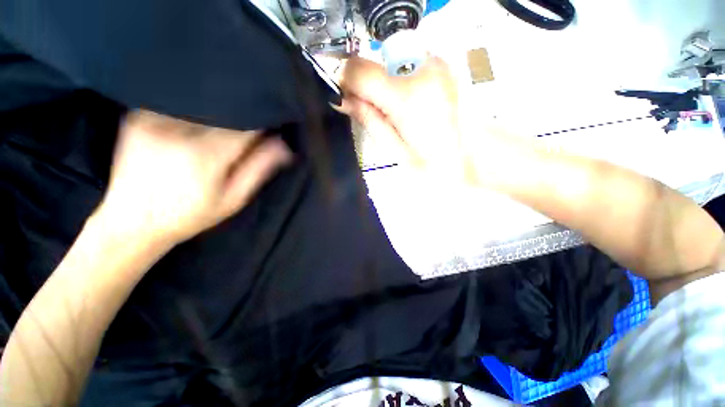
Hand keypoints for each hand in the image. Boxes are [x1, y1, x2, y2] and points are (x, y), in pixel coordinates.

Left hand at [96, 111, 291, 245]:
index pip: (247, 126)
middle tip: (246, 134)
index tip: (269, 130)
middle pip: (225, 111)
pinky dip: (194, 109)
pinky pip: (178, 103)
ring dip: (219, 112)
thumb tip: (284, 146)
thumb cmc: (189, 215)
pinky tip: (197, 124)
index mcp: (207, 155)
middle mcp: (179, 131)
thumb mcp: (233, 199)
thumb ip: (258, 169)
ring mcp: (154, 120)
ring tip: (221, 130)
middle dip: (242, 117)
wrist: (131, 221)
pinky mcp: (138, 117)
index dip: (262, 125)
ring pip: (202, 103)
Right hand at [339, 56, 467, 177]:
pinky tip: (406, 102)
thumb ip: (368, 120)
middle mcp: (421, 67)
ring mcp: (435, 61)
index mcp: (406, 94)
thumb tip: (343, 100)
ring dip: (379, 82)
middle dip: (362, 83)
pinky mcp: (442, 64)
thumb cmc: (436, 163)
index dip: (343, 82)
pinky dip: (395, 79)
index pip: (356, 68)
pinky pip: (404, 63)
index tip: (345, 100)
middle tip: (370, 109)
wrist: (479, 156)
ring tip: (392, 110)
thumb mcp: (395, 150)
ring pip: (387, 60)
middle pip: (371, 60)